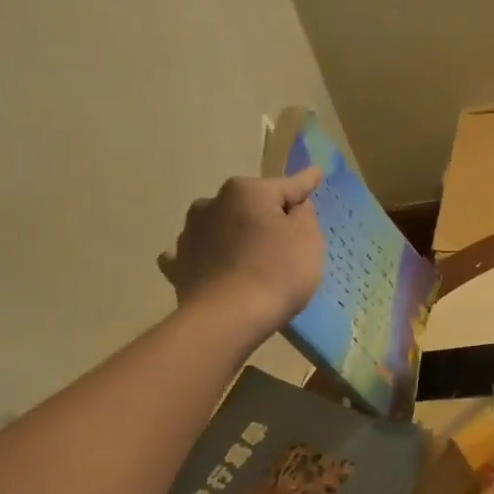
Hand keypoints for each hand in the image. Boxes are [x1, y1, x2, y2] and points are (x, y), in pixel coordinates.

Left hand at [159, 168, 323, 335]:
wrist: (228, 319)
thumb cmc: (277, 273)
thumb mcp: (307, 239)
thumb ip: (303, 214)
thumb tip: (293, 205)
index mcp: (246, 191)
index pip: (286, 186)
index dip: (305, 183)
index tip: (316, 174)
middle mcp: (212, 203)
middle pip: (249, 205)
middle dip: (264, 215)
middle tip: (284, 239)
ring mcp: (189, 234)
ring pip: (219, 226)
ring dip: (232, 234)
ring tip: (247, 258)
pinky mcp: (178, 266)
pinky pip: (194, 254)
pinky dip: (204, 257)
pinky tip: (211, 267)